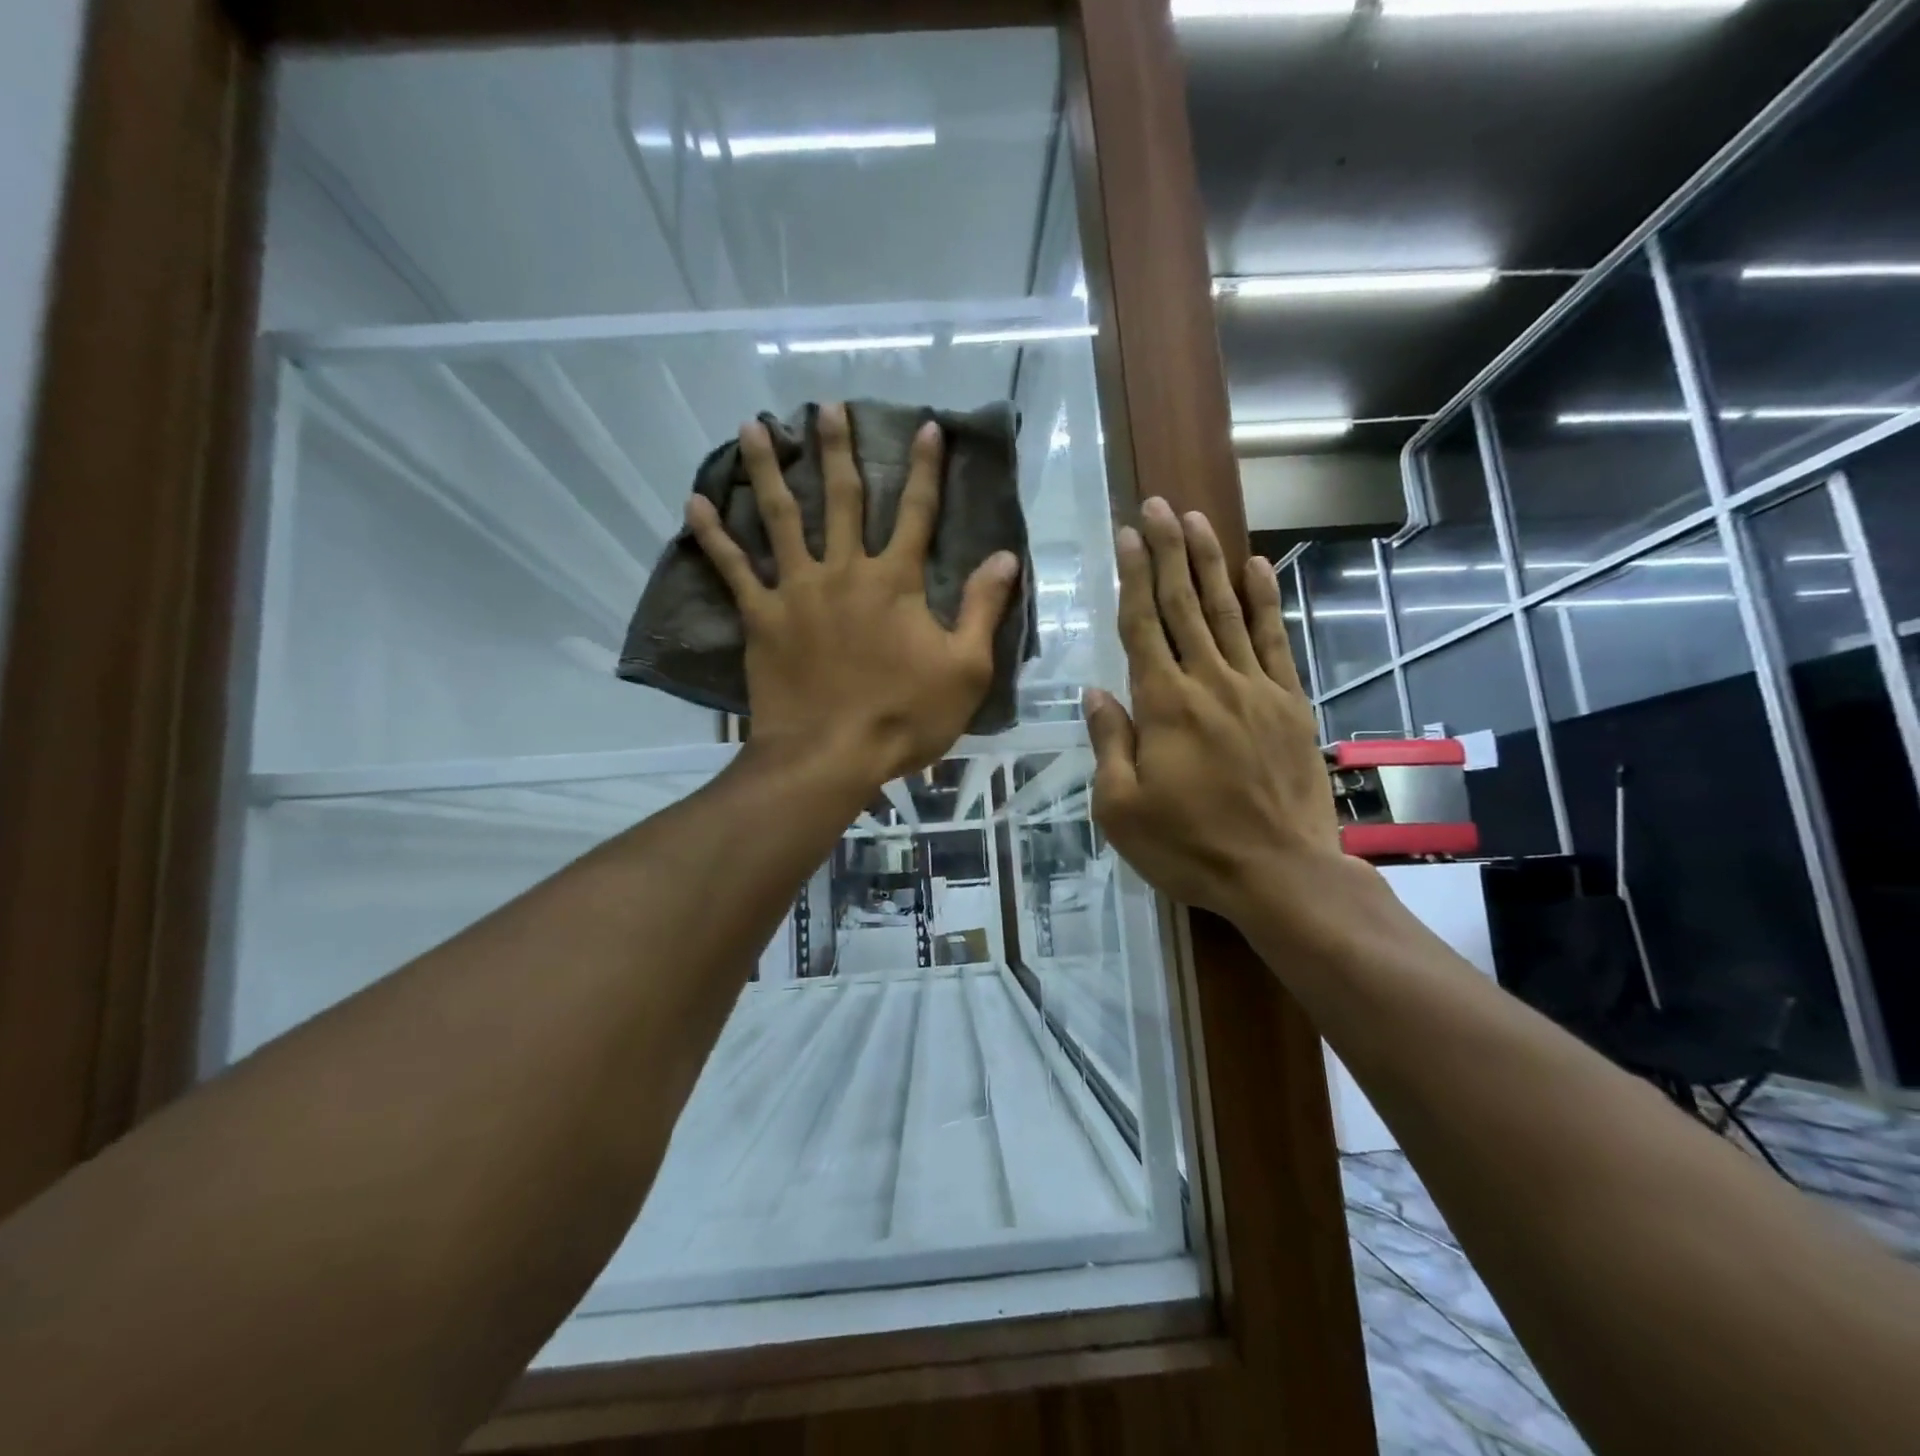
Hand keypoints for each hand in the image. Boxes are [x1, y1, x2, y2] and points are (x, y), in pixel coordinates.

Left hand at [686, 403, 1020, 788]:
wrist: (831, 756)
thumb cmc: (905, 717)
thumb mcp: (966, 669)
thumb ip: (982, 608)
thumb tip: (1006, 556)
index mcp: (895, 582)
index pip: (916, 512)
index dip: (925, 469)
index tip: (926, 427)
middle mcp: (844, 572)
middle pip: (841, 498)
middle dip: (837, 448)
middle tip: (826, 405)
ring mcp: (797, 592)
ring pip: (780, 517)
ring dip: (768, 469)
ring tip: (751, 425)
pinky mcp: (761, 619)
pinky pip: (733, 569)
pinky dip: (713, 536)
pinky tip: (695, 503)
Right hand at [1086, 498, 1367, 937]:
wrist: (1280, 872)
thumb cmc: (1189, 846)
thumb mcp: (1122, 808)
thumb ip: (1110, 743)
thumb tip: (1096, 692)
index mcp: (1164, 705)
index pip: (1143, 626)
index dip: (1133, 577)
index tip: (1127, 535)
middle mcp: (1209, 682)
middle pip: (1184, 605)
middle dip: (1168, 551)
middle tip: (1157, 505)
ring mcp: (1256, 688)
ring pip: (1229, 612)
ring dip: (1210, 562)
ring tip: (1196, 520)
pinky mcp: (1289, 703)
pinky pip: (1276, 640)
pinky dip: (1266, 600)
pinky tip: (1257, 567)